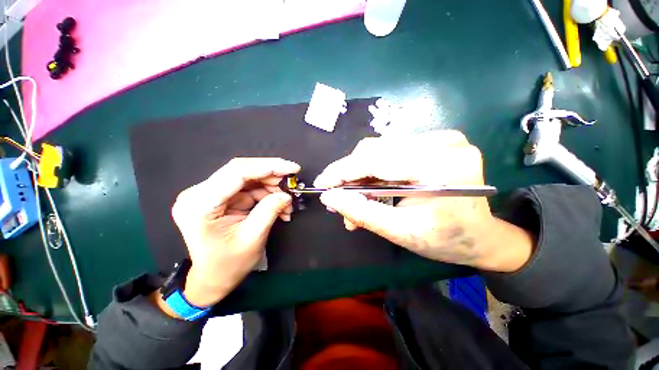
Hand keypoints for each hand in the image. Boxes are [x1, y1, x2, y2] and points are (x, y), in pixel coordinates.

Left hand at [157, 158, 299, 314]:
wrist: (213, 278)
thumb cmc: (228, 265)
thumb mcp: (252, 239)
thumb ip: (270, 211)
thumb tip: (286, 195)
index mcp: (200, 204)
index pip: (237, 172)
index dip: (269, 166)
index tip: (293, 168)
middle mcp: (199, 193)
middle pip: (242, 171)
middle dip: (272, 176)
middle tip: (291, 186)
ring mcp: (209, 193)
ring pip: (248, 178)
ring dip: (271, 187)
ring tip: (286, 204)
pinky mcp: (220, 197)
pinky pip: (248, 187)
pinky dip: (266, 194)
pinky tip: (278, 206)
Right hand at [314, 131, 532, 271]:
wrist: (482, 236)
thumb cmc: (446, 240)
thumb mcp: (400, 232)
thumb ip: (362, 212)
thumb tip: (330, 197)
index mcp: (441, 167)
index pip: (376, 160)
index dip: (343, 171)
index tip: (322, 183)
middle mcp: (443, 143)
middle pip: (376, 150)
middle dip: (351, 174)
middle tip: (338, 197)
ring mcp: (442, 138)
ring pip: (381, 149)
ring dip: (361, 174)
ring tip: (354, 197)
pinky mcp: (436, 141)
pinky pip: (392, 150)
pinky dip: (376, 169)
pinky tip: (371, 188)